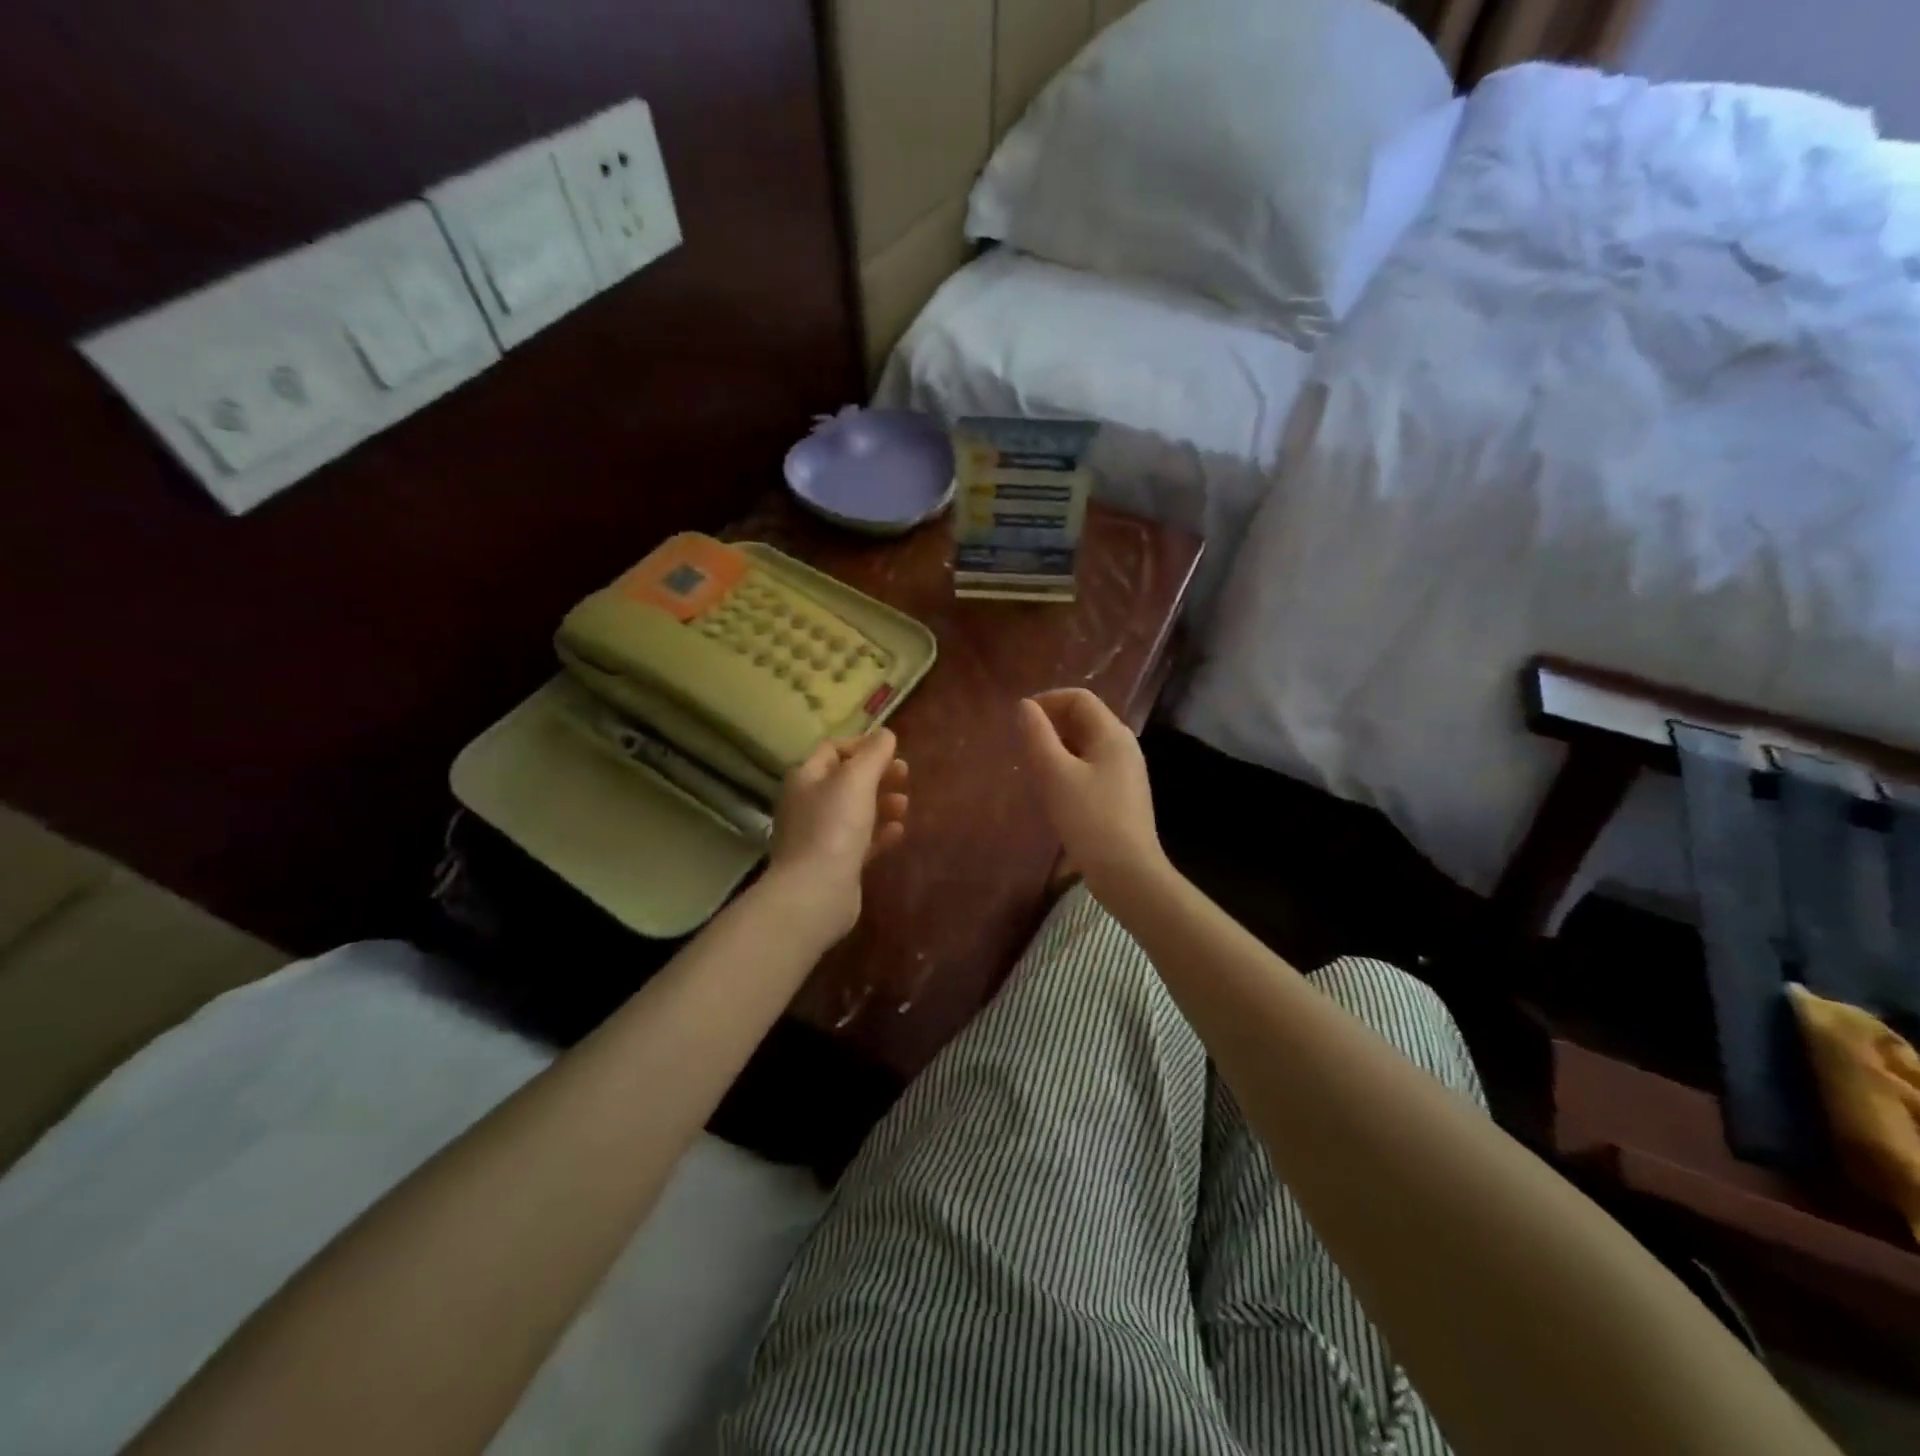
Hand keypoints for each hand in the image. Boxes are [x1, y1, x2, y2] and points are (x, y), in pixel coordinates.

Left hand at [767, 728, 909, 939]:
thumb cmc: (834, 826)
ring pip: (855, 811)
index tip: (890, 751)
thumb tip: (885, 734)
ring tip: (904, 805)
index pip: (832, 749)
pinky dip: (879, 833)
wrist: (816, 891)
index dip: (861, 745)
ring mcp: (819, 835)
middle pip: (846, 780)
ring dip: (882, 803)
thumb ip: (874, 754)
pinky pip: (859, 840)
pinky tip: (897, 832)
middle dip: (877, 775)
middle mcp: (808, 803)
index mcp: (806, 777)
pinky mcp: (834, 863)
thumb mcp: (857, 779)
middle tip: (905, 775)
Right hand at [1016, 689, 1165, 895]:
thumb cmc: (1089, 818)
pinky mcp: (1122, 795)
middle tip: (1023, 744)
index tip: (1020, 719)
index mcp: (1112, 734)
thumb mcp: (1055, 774)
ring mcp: (1126, 771)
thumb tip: (1025, 707)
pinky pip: (1092, 766)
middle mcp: (1124, 746)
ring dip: (1058, 747)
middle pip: (1085, 719)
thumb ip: (1038, 736)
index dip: (1047, 700)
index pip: (1079, 698)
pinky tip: (1054, 790)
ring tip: (1033, 766)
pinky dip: (1069, 767)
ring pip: (1087, 745)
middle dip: (1051, 724)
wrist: (1127, 872)